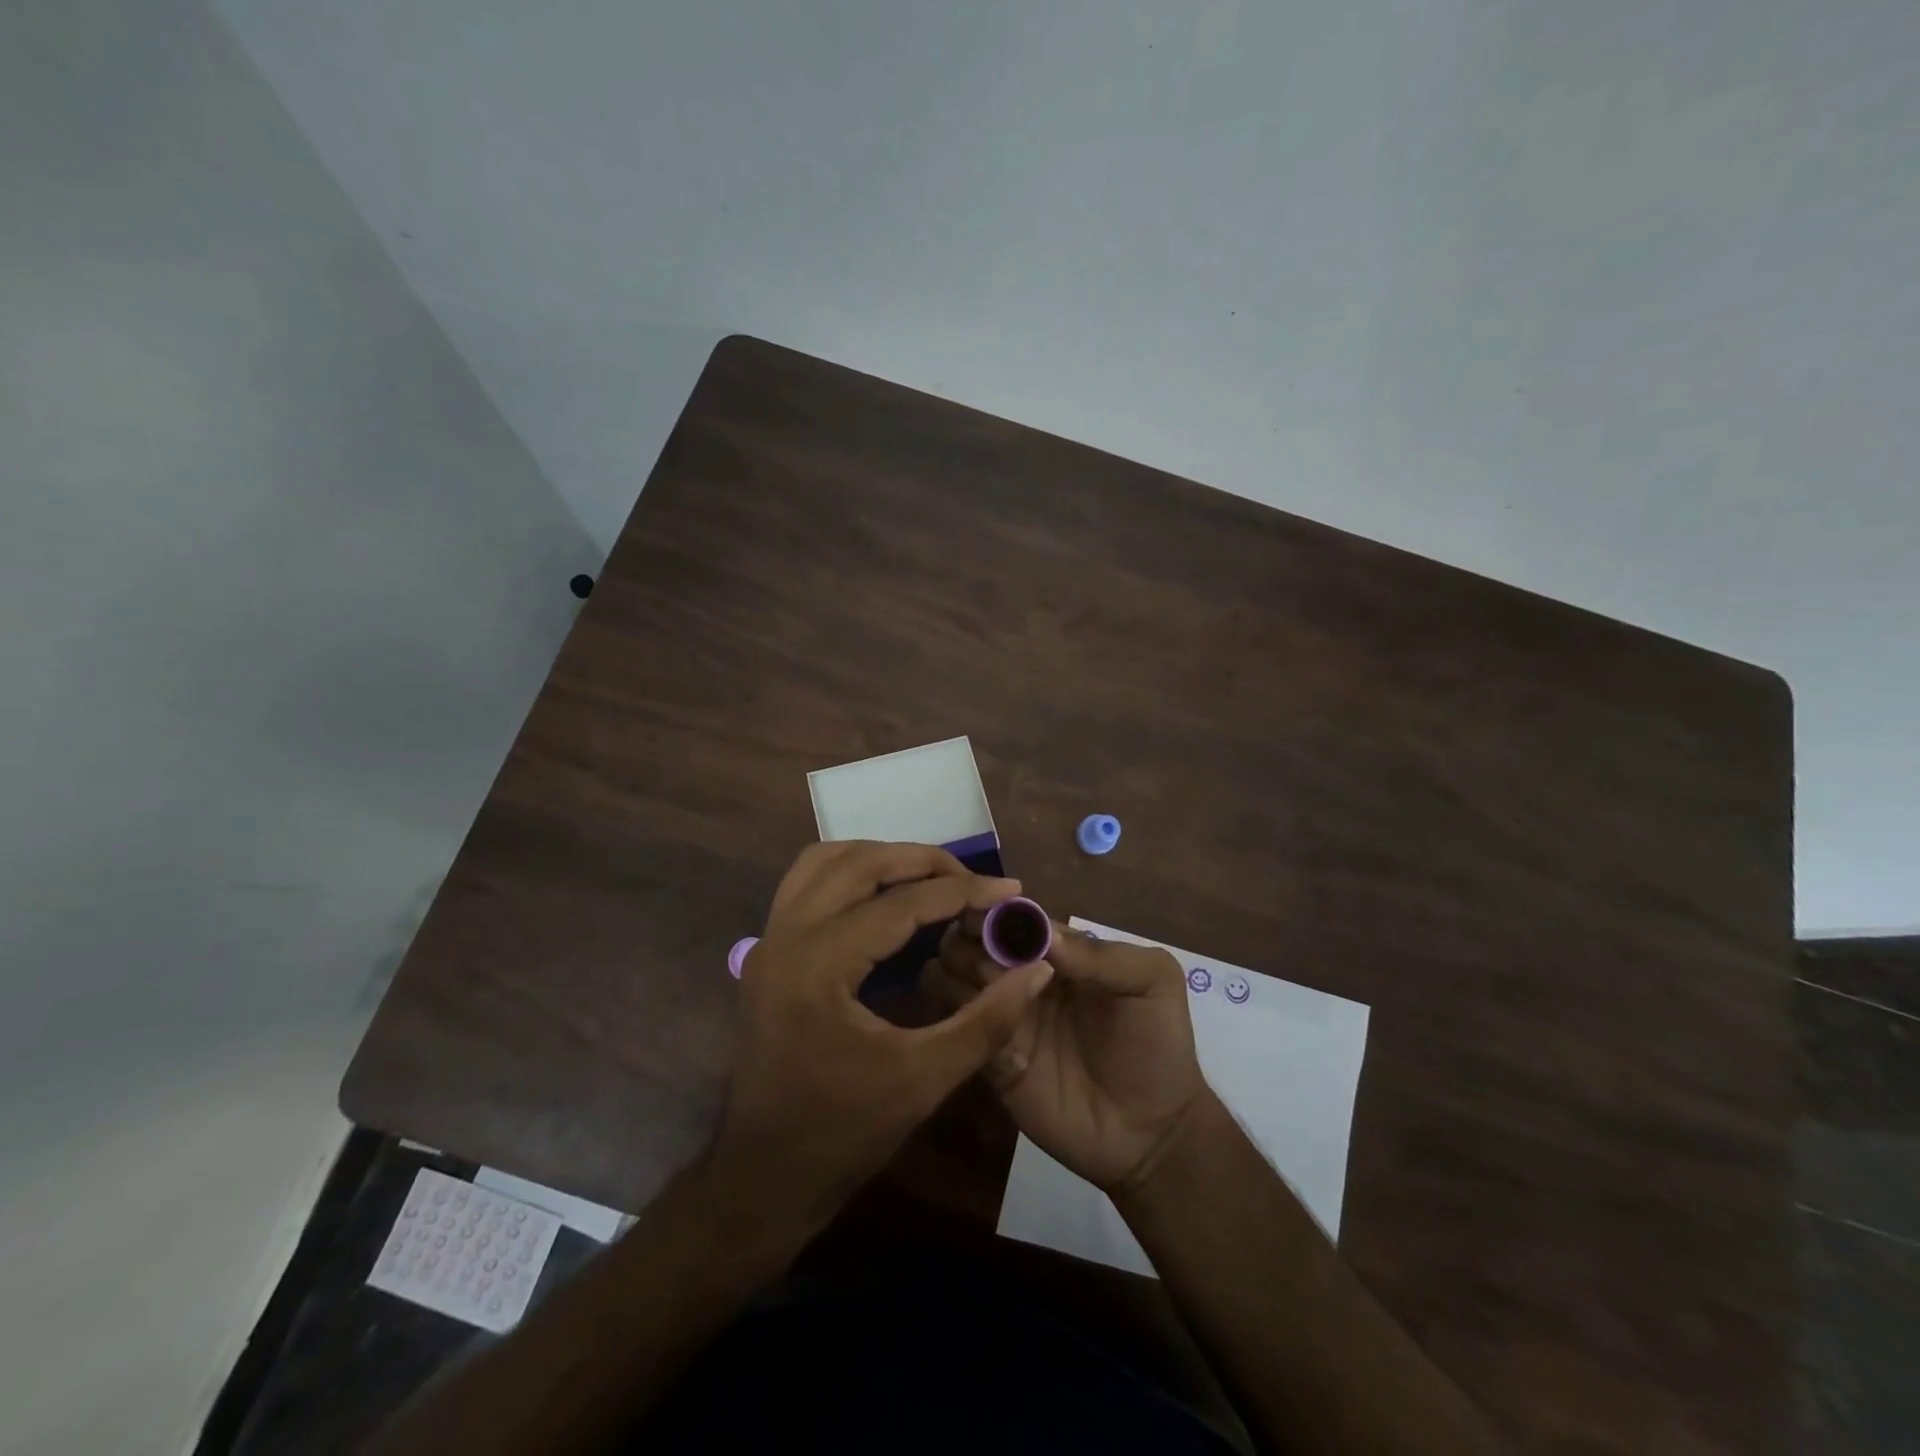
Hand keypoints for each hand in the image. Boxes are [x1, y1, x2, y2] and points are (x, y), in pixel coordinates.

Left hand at [713, 842, 1054, 1232]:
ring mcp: (769, 940)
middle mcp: (786, 936)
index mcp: (819, 965)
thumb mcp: (924, 1079)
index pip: (902, 904)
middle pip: (859, 863)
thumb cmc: (843, 1133)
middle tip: (973, 879)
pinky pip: (807, 882)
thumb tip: (1036, 969)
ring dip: (881, 857)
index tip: (1011, 889)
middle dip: (922, 860)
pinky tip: (883, 894)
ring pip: (826, 861)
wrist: (763, 1176)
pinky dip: (850, 872)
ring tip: (931, 876)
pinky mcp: (768, 950)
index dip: (964, 892)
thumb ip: (986, 1020)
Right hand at [932, 919, 1208, 1193]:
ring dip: (958, 980)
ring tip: (989, 999)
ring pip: (950, 980)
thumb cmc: (1157, 1044)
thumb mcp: (1152, 983)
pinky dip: (963, 1025)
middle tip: (987, 966)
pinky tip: (995, 1040)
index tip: (980, 919)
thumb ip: (1103, 955)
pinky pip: (957, 1032)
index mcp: (1056, 951)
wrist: (1153, 1134)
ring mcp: (1003, 1018)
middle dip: (967, 943)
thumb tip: (1044, 934)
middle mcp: (1020, 976)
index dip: (992, 913)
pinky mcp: (989, 1061)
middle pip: (970, 943)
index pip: (1010, 918)